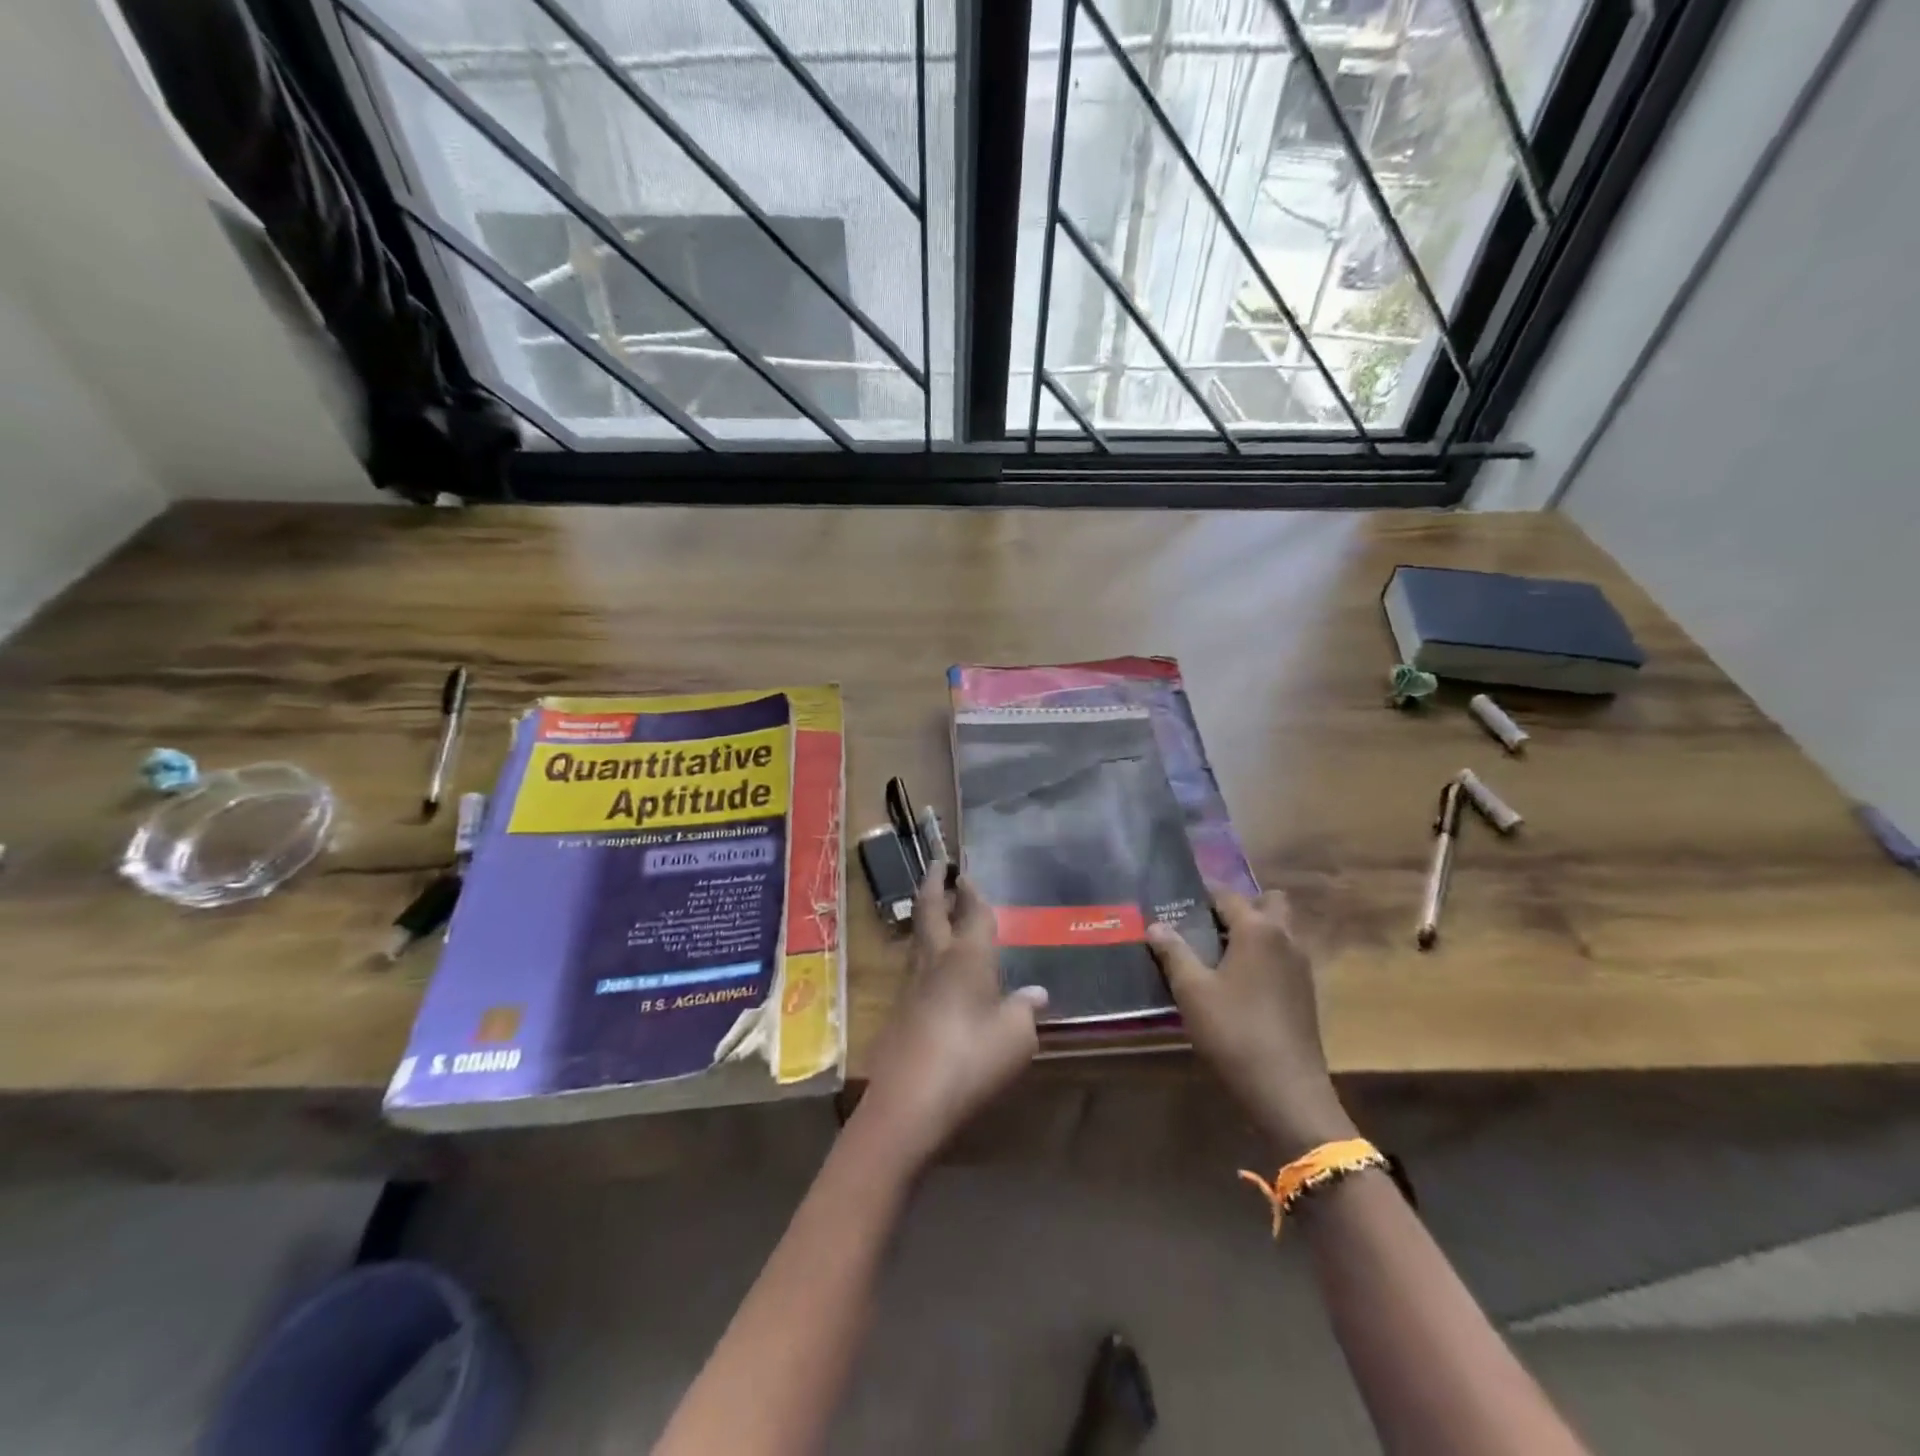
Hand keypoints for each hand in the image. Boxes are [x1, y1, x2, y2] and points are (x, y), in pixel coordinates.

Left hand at [854, 862, 1047, 1171]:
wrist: (910, 1099)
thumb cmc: (972, 1059)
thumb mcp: (1015, 1038)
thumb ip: (1024, 1010)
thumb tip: (1036, 993)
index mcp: (968, 957)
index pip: (972, 912)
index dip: (972, 892)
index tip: (965, 873)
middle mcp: (937, 959)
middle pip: (931, 910)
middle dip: (934, 885)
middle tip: (937, 865)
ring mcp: (912, 983)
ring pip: (918, 935)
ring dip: (926, 913)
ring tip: (934, 906)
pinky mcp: (900, 1007)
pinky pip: (914, 962)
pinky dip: (924, 947)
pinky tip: (932, 962)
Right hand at [1147, 890, 1353, 1157]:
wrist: (1286, 1090)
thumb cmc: (1234, 1032)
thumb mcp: (1192, 990)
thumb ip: (1173, 952)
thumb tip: (1155, 925)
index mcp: (1258, 929)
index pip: (1227, 894)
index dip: (1201, 893)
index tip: (1176, 898)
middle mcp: (1285, 938)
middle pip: (1267, 903)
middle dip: (1239, 906)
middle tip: (1206, 924)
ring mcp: (1300, 966)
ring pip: (1279, 929)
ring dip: (1253, 930)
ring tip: (1216, 951)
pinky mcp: (1305, 991)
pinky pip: (1283, 955)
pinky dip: (1263, 954)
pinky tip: (1237, 980)